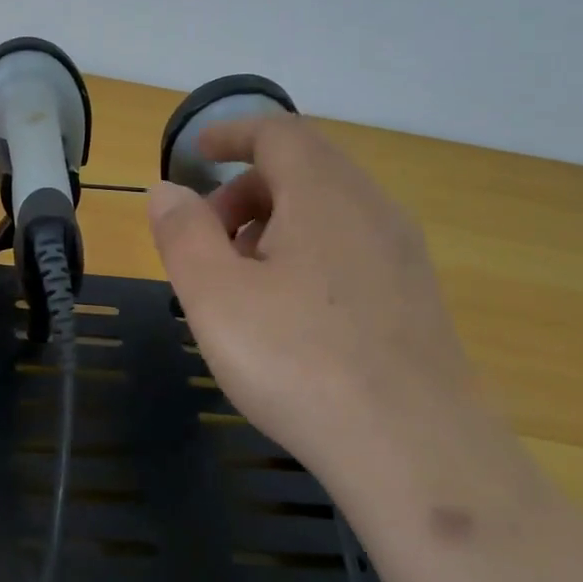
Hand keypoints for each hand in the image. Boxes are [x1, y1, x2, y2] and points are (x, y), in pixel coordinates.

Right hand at [147, 116, 479, 476]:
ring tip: (242, 275)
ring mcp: (401, 251)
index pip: (277, 132)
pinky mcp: (415, 294)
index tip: (197, 152)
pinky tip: (290, 307)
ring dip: (276, 220)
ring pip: (329, 207)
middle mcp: (371, 207)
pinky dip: (309, 247)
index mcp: (323, 193)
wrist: (415, 449)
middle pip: (303, 166)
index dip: (231, 133)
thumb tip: (167, 190)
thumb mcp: (215, 295)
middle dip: (246, 187)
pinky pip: (352, 243)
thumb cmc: (298, 360)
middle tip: (207, 235)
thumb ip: (183, 232)